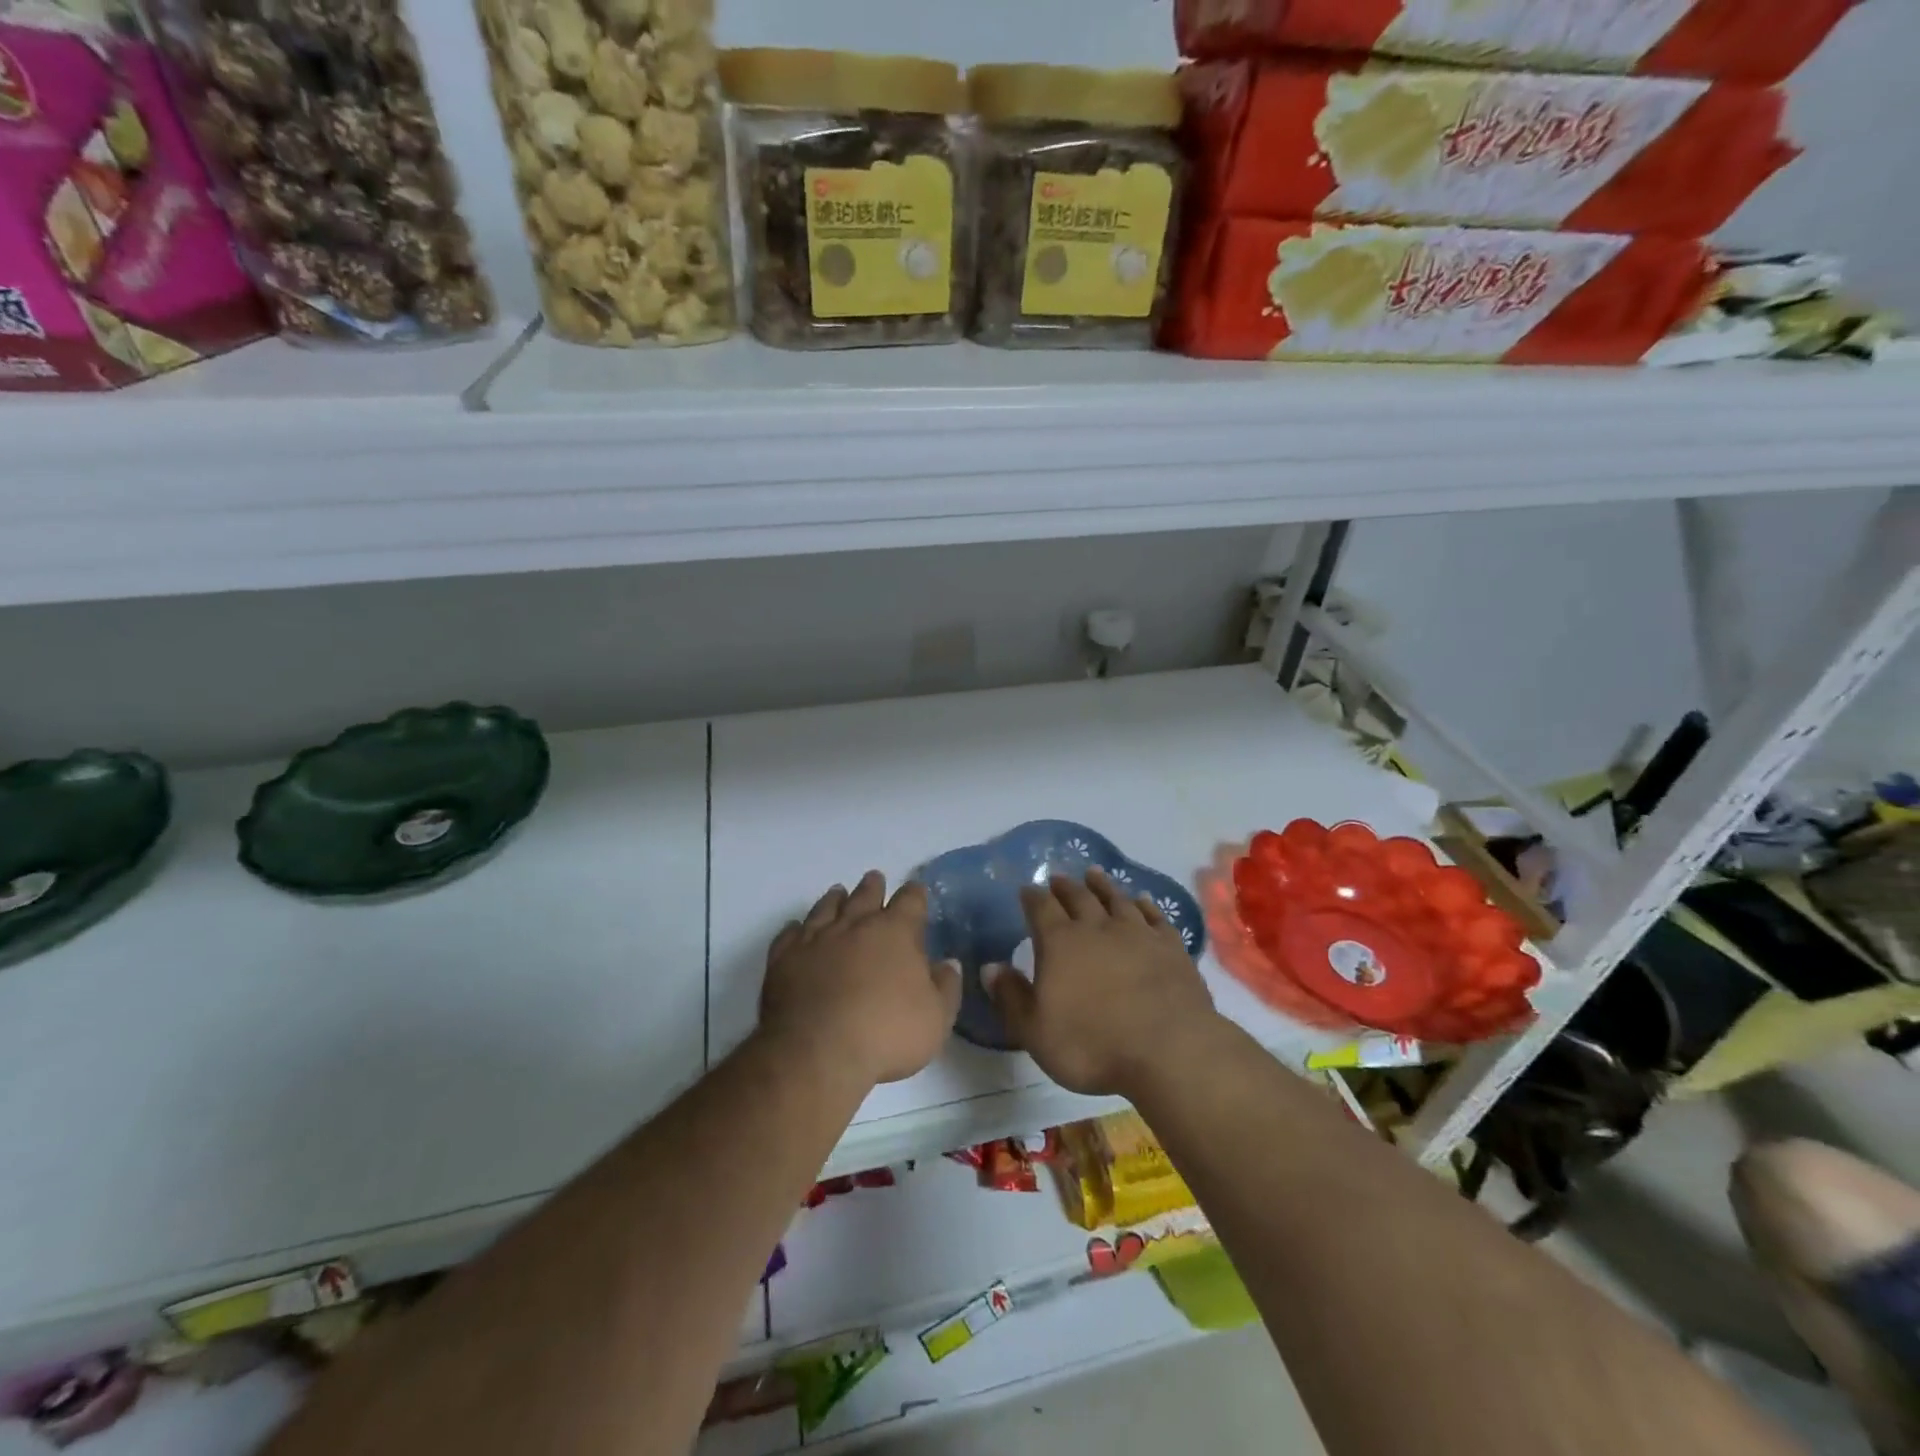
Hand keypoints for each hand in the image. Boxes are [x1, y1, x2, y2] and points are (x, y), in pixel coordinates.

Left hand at [760, 871, 961, 1086]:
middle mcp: (855, 925)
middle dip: (873, 887)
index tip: (916, 891)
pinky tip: (796, 928)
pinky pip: (790, 934)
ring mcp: (816, 939)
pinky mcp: (784, 959)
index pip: (910, 901)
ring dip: (835, 899)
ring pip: (826, 908)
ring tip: (838, 892)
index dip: (915, 894)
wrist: (817, 1052)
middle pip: (866, 895)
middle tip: (875, 879)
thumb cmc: (886, 1034)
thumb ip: (945, 987)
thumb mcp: (936, 1019)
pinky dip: (795, 929)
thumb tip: (948, 964)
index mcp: (895, 932)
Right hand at [987, 868, 1218, 1096]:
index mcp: (1060, 943)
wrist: (1169, 1049)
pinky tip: (1142, 900)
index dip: (1032, 897)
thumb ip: (1011, 996)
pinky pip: (1155, 916)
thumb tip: (989, 967)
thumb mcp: (1036, 1031)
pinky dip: (1146, 905)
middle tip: (1058, 877)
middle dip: (1065, 886)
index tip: (1027, 889)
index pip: (1041, 908)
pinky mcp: (1171, 947)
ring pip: (1116, 899)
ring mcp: (1138, 933)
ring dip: (1103, 885)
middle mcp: (1097, 928)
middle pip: (1079, 897)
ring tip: (1094, 874)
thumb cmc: (1092, 1045)